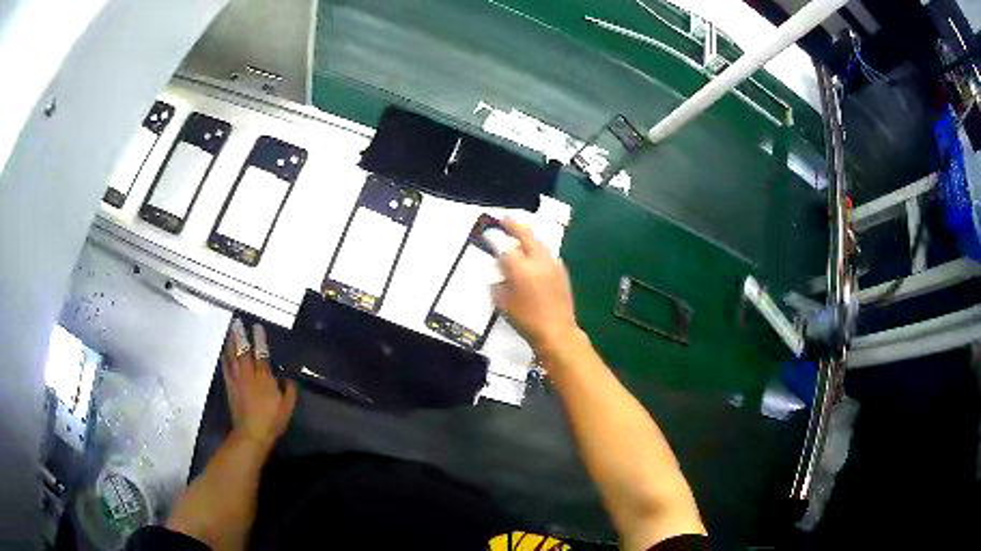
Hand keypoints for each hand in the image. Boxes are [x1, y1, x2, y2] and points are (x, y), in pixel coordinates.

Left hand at [222, 318, 297, 451]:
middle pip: (244, 351)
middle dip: (241, 336)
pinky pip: (226, 367)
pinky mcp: (230, 386)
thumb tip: (289, 378)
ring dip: (232, 342)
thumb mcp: (287, 407)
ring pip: (233, 356)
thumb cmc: (272, 421)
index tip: (257, 327)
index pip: (262, 354)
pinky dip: (226, 357)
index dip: (260, 340)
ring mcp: (237, 380)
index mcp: (264, 378)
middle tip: (238, 322)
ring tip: (231, 331)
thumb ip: (289, 391)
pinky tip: (225, 351)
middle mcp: (249, 375)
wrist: (252, 433)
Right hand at [493, 218, 579, 353]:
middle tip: (505, 218)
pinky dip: (538, 247)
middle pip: (526, 235)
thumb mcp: (503, 303)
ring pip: (540, 241)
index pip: (505, 247)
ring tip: (520, 230)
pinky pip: (548, 252)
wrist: (557, 331)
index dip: (495, 239)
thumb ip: (498, 283)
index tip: (488, 234)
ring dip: (528, 234)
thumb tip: (497, 271)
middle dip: (514, 225)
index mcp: (521, 269)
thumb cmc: (526, 320)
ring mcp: (553, 264)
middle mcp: (538, 261)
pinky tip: (534, 250)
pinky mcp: (562, 271)